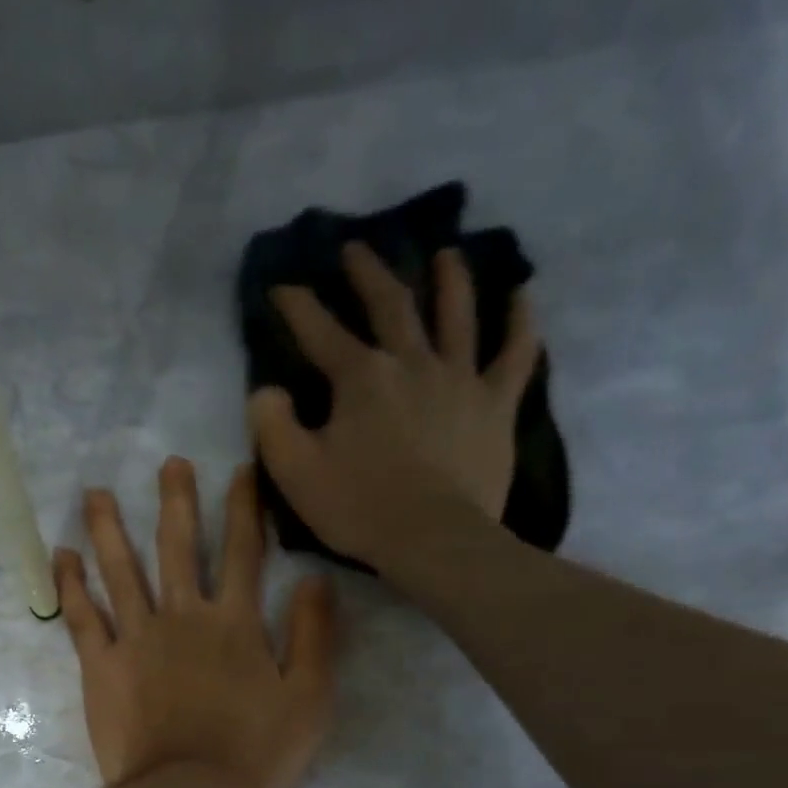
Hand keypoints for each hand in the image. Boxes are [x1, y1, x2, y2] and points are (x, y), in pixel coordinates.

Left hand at [55, 458, 334, 787]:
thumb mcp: (309, 698)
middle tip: (169, 464)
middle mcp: (183, 617)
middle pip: (178, 548)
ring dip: (110, 529)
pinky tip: (61, 556)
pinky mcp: (102, 667)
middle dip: (176, 502)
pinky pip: (83, 618)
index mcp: (235, 623)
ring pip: (121, 571)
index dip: (243, 508)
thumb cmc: (255, 752)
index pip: (242, 552)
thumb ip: (313, 635)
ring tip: (96, 493)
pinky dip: (71, 585)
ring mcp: (137, 639)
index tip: (239, 471)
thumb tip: (315, 578)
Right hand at [248, 241, 541, 581]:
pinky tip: (522, 298)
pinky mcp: (495, 405)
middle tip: (356, 248)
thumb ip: (272, 425)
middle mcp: (411, 362)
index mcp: (360, 377)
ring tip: (446, 254)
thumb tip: (266, 390)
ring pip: (457, 314)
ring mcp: (459, 379)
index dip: (297, 306)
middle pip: (390, 305)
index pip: (319, 330)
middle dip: (368, 274)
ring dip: (450, 280)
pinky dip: (520, 323)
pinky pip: (515, 354)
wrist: (432, 538)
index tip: (281, 284)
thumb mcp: (295, 472)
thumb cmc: (359, 508)